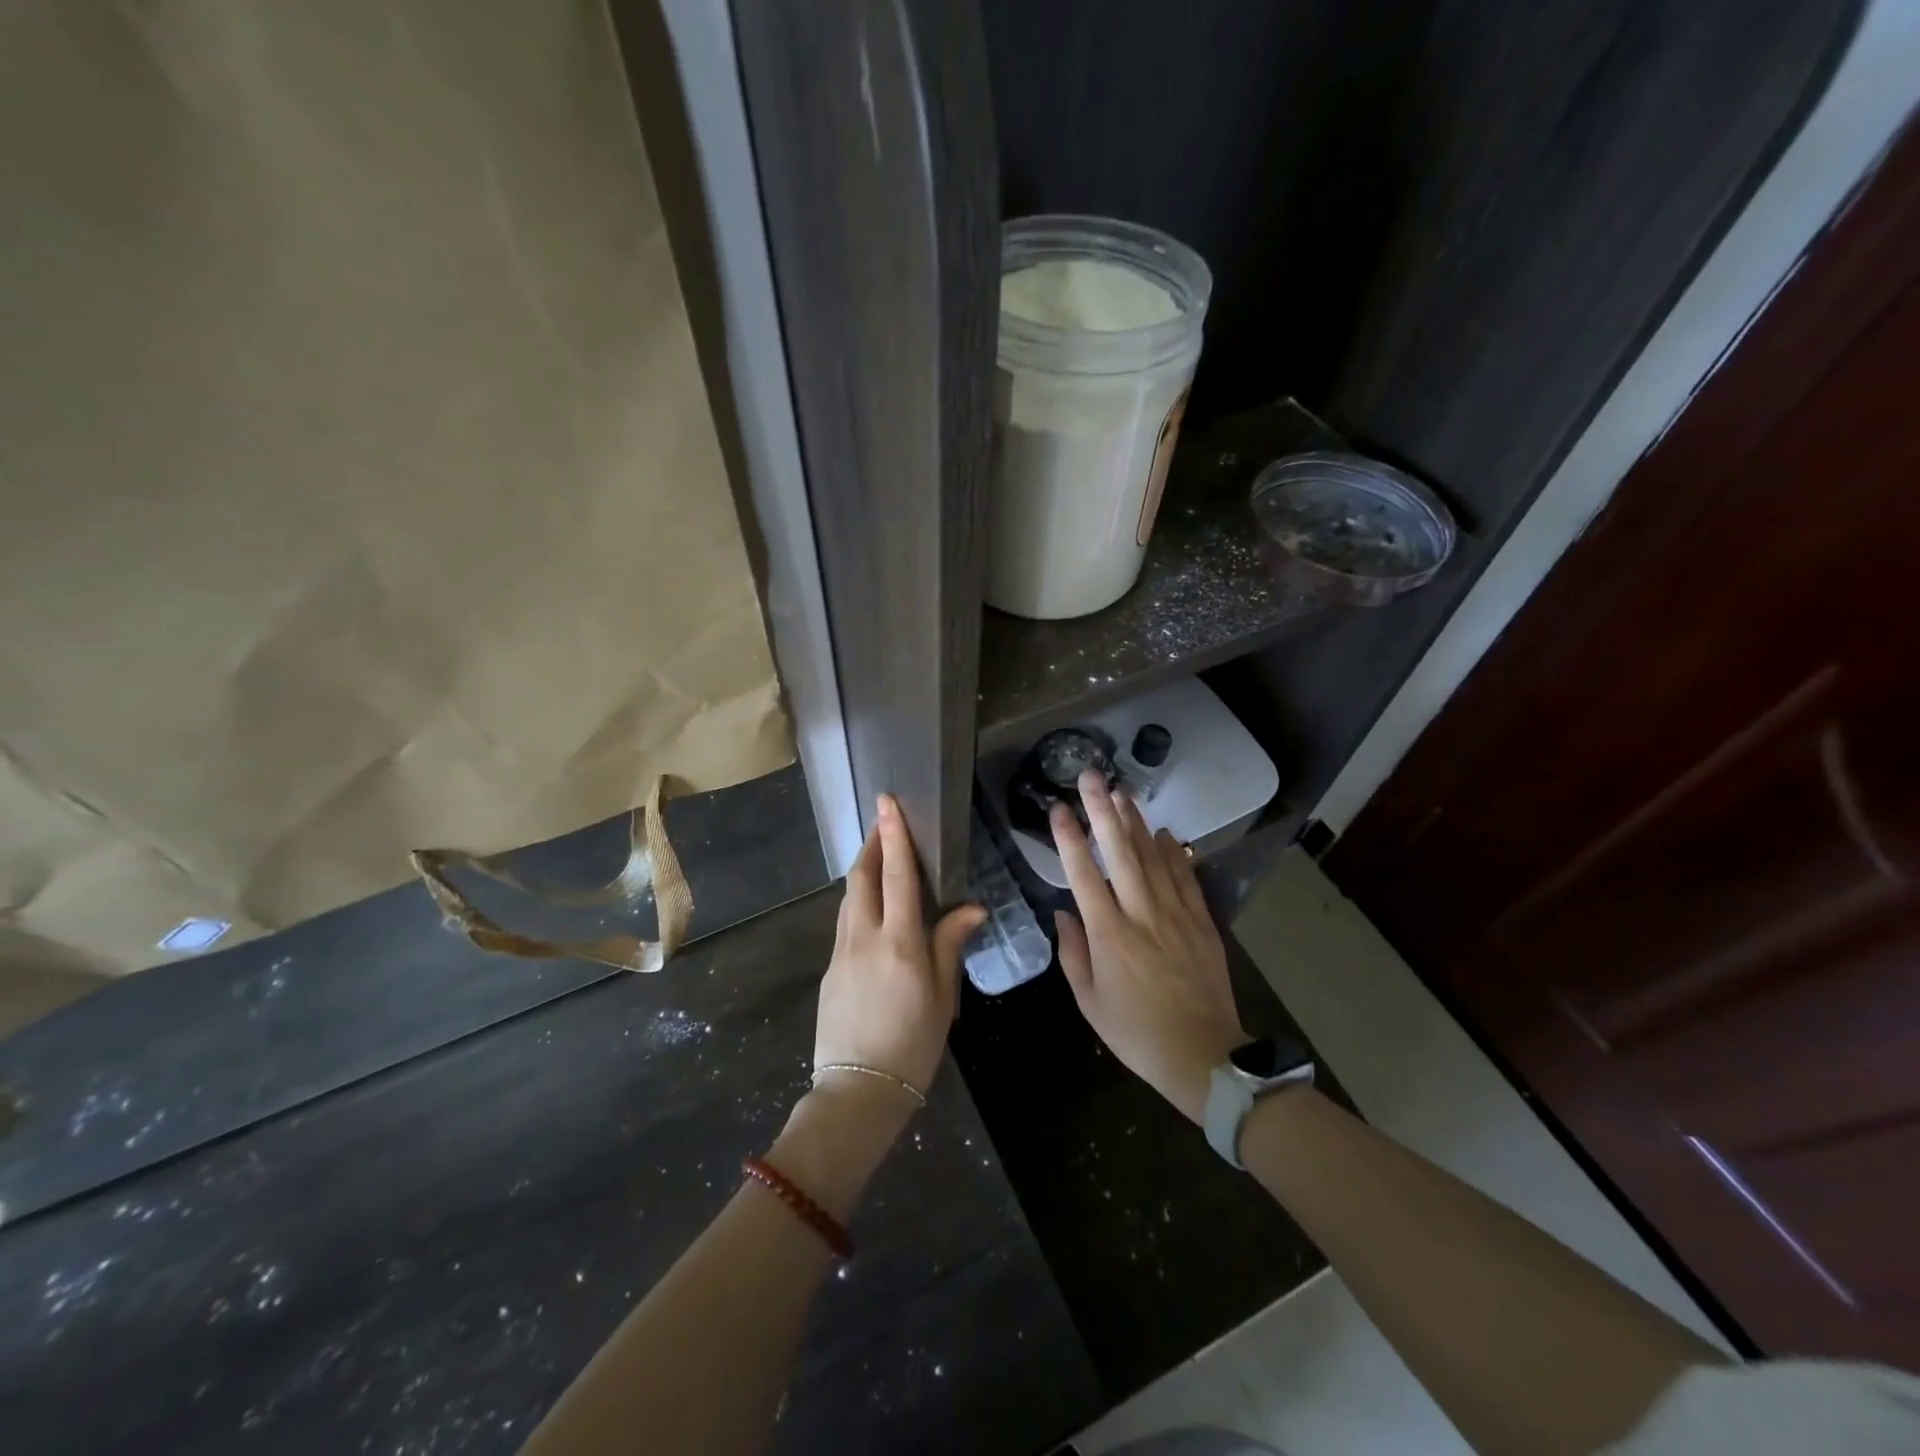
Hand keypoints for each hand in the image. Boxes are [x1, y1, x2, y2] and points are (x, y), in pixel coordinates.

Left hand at [814, 794, 985, 1101]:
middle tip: (883, 824)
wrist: (857, 1093)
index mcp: (899, 943)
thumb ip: (950, 945)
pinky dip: (858, 904)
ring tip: (877, 859)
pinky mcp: (830, 971)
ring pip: (849, 899)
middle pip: (862, 878)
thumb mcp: (943, 998)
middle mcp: (865, 939)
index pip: (896, 876)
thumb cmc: (913, 1046)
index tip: (887, 803)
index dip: (893, 836)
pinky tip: (870, 912)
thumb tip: (970, 908)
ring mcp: (841, 954)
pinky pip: (845, 924)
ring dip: (862, 872)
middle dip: (871, 845)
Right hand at [1052, 769, 1246, 1122]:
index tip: (1058, 808)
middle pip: (1119, 851)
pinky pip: (1185, 876)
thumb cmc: (1136, 1032)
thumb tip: (1064, 912)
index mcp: (1108, 934)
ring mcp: (1175, 913)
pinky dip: (1173, 851)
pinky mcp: (1201, 921)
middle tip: (1092, 776)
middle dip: (1103, 810)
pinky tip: (1162, 831)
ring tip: (1121, 791)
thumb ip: (1073, 953)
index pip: (1082, 874)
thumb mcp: (1089, 1002)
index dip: (1069, 837)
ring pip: (1153, 856)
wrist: (1202, 1055)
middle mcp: (1141, 913)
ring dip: (1135, 821)